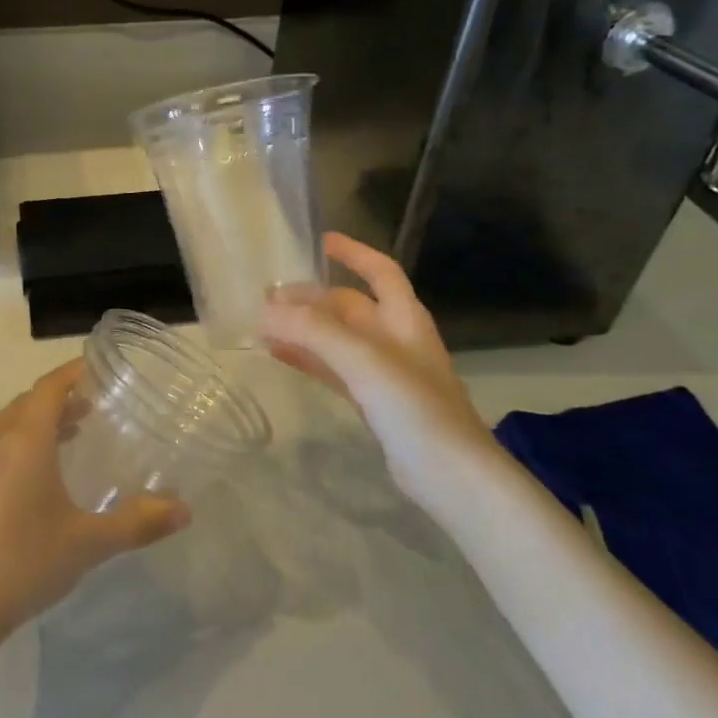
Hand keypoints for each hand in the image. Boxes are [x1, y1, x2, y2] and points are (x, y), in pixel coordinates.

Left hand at [0, 360, 189, 650]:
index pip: (49, 388)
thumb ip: (138, 523)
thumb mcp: (89, 543)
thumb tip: (185, 510)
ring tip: (67, 440)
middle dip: (58, 399)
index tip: (95, 367)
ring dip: (36, 425)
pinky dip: (17, 449)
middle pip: (26, 405)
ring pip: (6, 429)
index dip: (72, 373)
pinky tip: (32, 483)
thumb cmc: (25, 563)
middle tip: (90, 407)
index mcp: (24, 442)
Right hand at [262, 232, 504, 503]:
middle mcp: (396, 339)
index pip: (380, 271)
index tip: (319, 242)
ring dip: (305, 329)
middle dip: (312, 299)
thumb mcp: (364, 360)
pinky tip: (281, 356)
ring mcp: (385, 373)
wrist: (452, 476)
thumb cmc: (416, 407)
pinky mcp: (374, 403)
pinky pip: (334, 370)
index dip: (353, 253)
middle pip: (349, 306)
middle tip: (269, 298)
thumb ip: (314, 331)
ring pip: (338, 339)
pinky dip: (309, 360)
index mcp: (404, 318)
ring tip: (265, 325)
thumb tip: (265, 309)